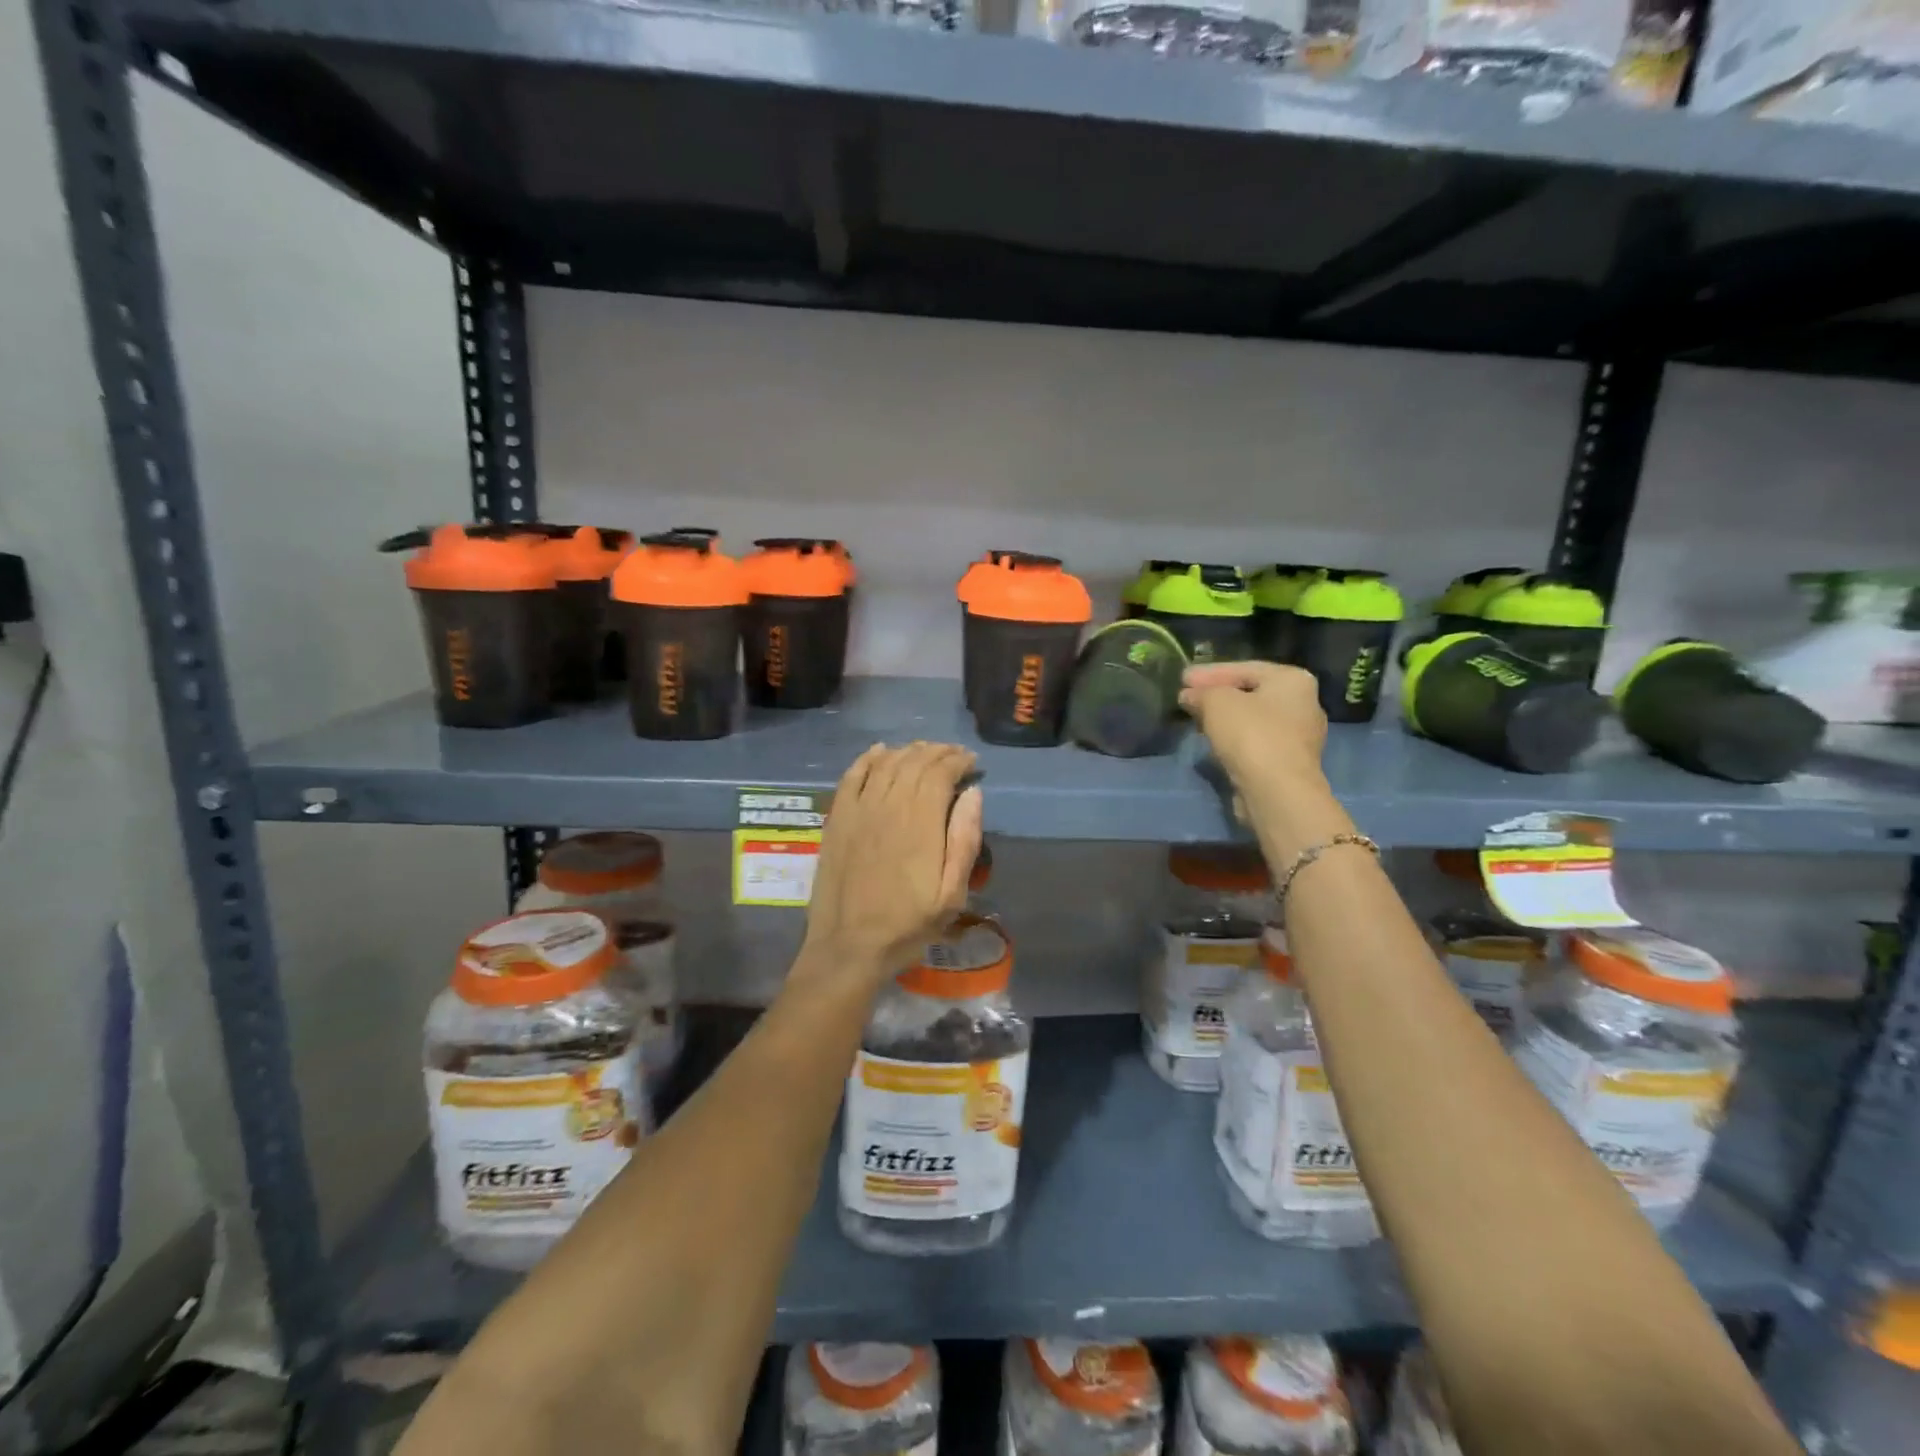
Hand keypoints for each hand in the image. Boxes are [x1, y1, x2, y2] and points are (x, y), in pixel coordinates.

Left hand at [803, 742, 983, 980]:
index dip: (959, 761)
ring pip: (886, 763)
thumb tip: (974, 794)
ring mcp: (859, 809)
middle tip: (954, 756)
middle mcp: (889, 805)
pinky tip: (880, 751)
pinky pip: (852, 775)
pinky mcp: (837, 818)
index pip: (941, 772)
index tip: (973, 764)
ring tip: (924, 752)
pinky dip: (868, 758)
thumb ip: (965, 840)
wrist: (849, 946)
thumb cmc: (908, 924)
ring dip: (908, 751)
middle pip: (914, 762)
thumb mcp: (952, 894)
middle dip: (938, 753)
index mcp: (921, 822)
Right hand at [1181, 662, 1327, 816]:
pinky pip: (1256, 742)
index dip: (1209, 672)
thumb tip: (1189, 695)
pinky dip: (1234, 738)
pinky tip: (1213, 741)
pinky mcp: (1289, 763)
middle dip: (1217, 694)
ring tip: (1196, 719)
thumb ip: (1201, 692)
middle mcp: (1304, 704)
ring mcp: (1300, 736)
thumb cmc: (1250, 735)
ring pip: (1253, 719)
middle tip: (1188, 697)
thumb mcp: (1216, 702)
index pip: (1244, 668)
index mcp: (1293, 680)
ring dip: (1224, 718)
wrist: (1276, 791)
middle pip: (1251, 693)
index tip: (1182, 678)